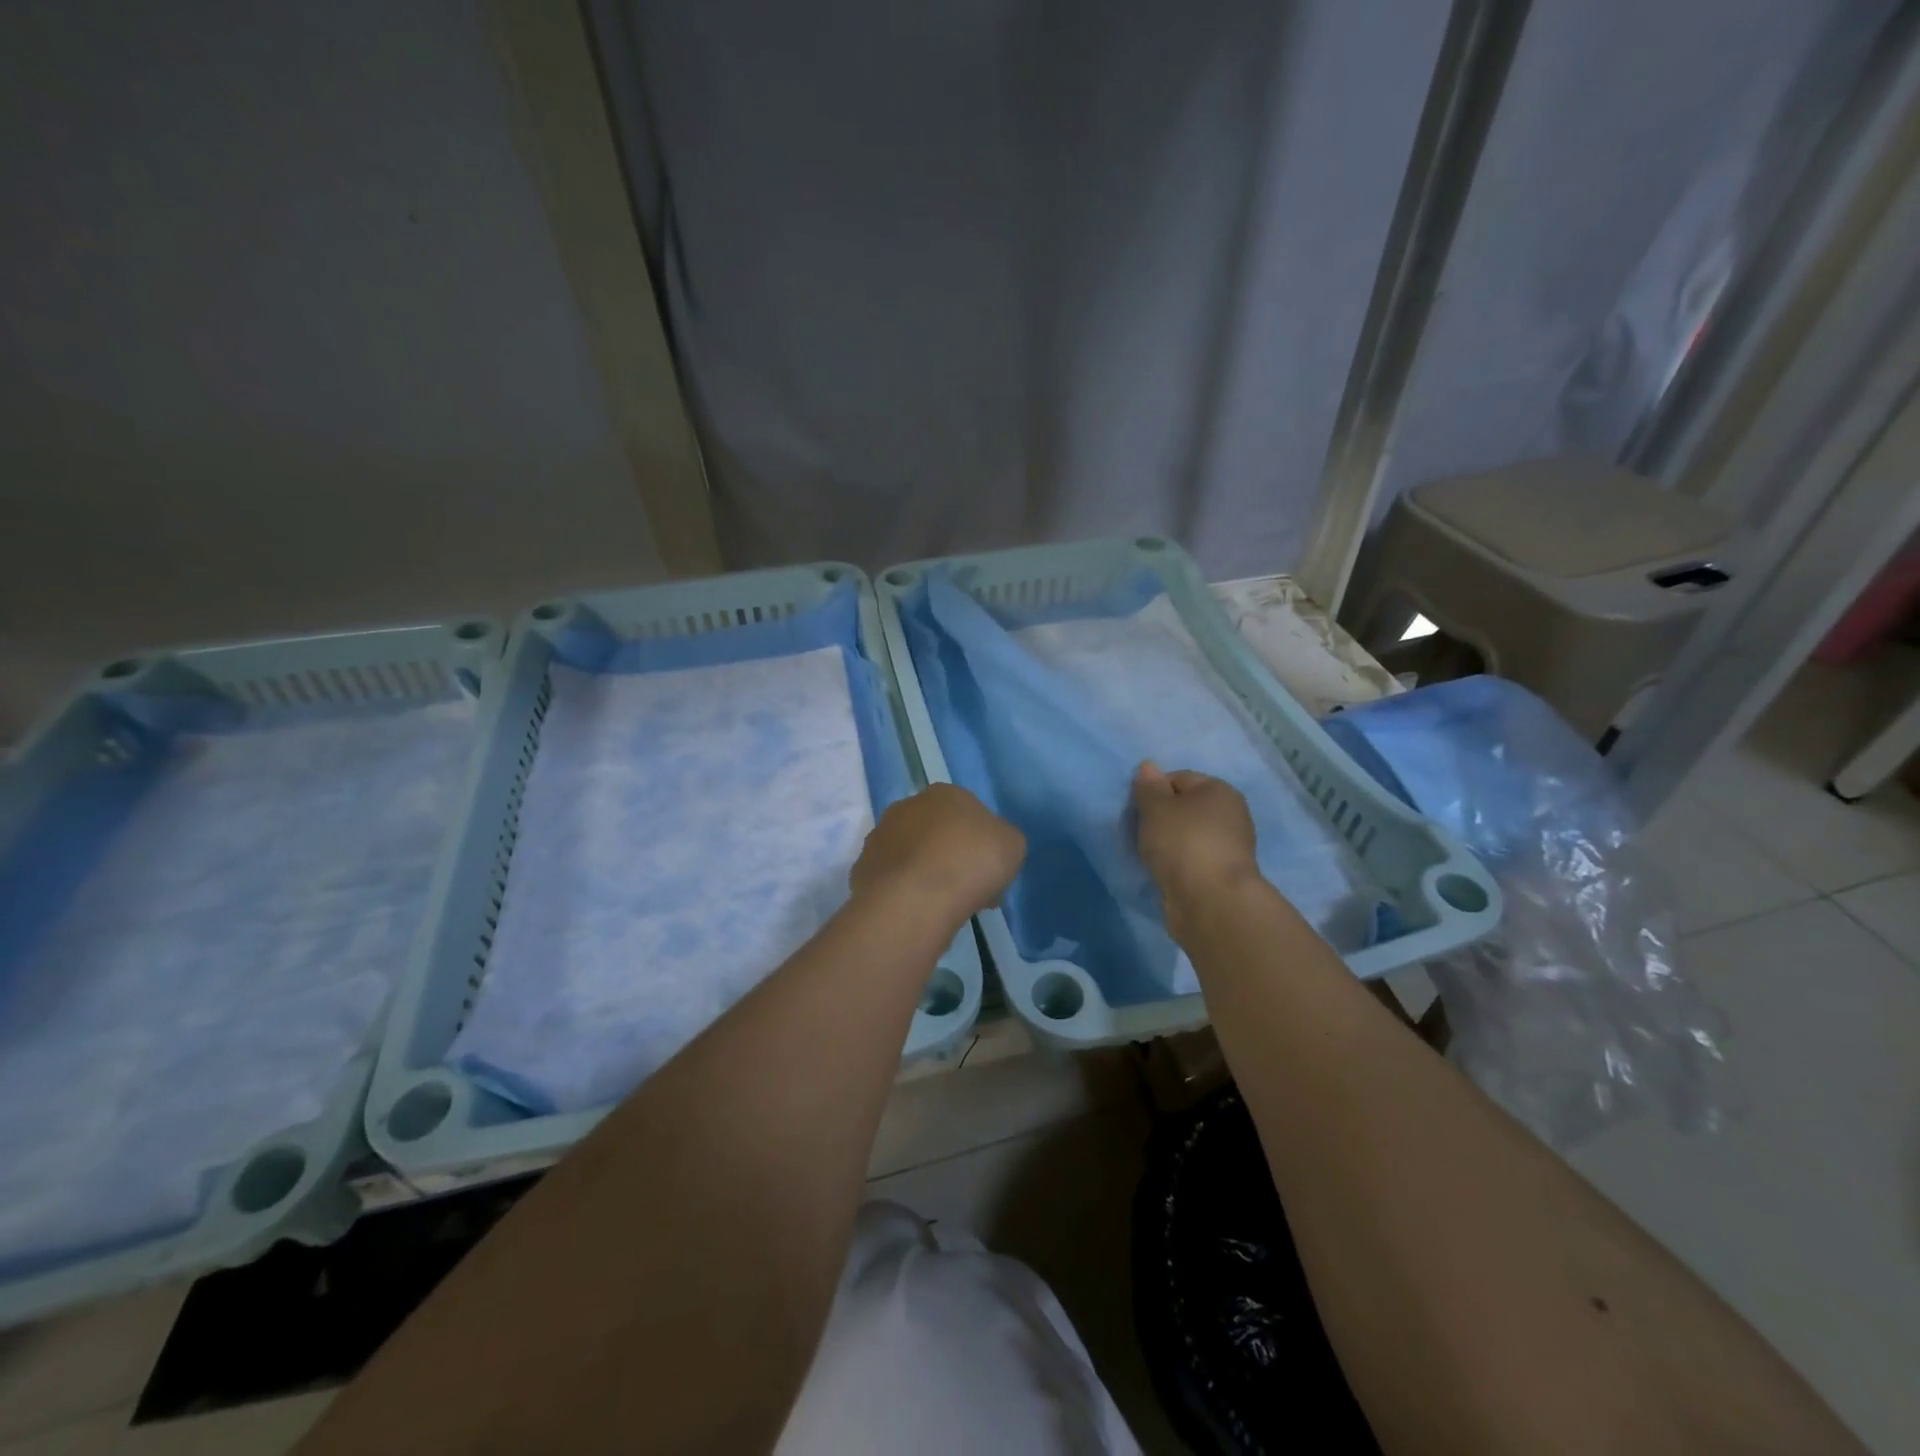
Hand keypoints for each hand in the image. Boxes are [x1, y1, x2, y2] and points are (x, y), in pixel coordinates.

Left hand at [851, 784, 1025, 924]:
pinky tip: (917, 913)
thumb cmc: (972, 861)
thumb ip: (1003, 838)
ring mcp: (879, 837)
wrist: (917, 897)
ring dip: (926, 874)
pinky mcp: (862, 868)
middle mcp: (907, 806)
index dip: (981, 843)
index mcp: (945, 793)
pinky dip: (904, 893)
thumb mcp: (1012, 844)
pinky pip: (892, 880)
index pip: (967, 813)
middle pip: (936, 833)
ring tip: (942, 908)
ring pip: (911, 856)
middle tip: (968, 891)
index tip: (990, 872)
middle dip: (951, 857)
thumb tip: (991, 845)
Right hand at [1132, 762, 1259, 913]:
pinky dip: (1177, 864)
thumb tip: (1148, 766)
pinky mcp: (1222, 875)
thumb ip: (1149, 787)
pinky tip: (1164, 873)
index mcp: (1219, 790)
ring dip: (1168, 843)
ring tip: (1150, 856)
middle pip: (1185, 807)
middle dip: (1160, 818)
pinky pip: (1191, 860)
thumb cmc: (1182, 843)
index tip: (1137, 811)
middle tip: (1141, 833)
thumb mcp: (1156, 808)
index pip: (1178, 778)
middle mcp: (1230, 815)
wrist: (1210, 901)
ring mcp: (1229, 847)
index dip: (1154, 791)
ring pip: (1187, 835)